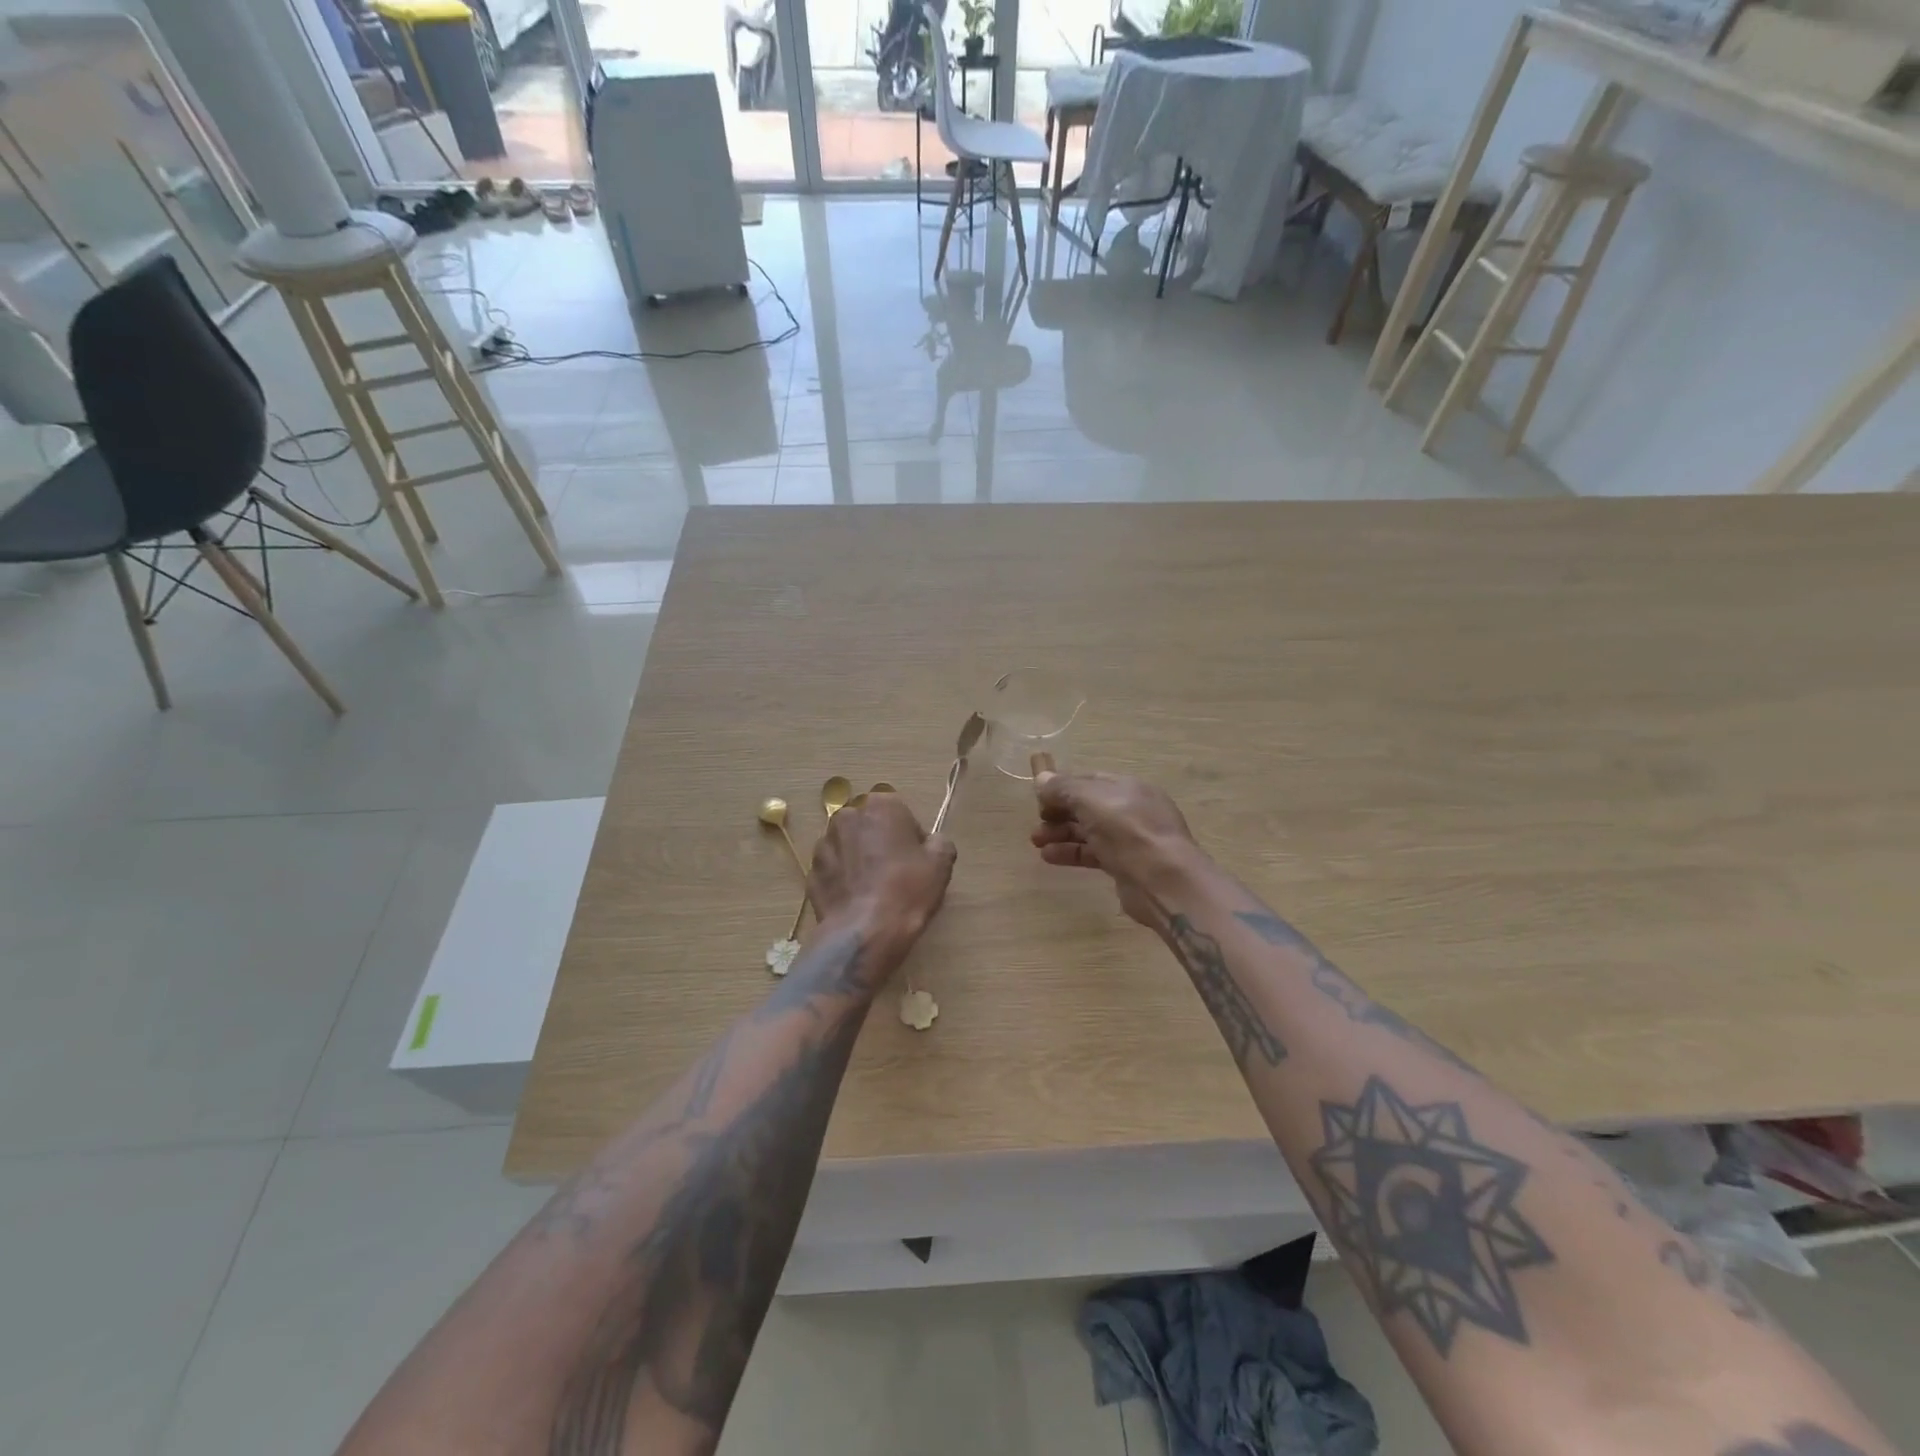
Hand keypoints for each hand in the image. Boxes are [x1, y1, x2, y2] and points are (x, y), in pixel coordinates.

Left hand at [809, 792, 956, 942]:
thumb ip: (939, 842)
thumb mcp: (941, 863)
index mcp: (880, 805)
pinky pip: (833, 871)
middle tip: (896, 874)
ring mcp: (824, 844)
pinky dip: (843, 880)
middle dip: (881, 843)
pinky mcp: (811, 872)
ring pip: (848, 847)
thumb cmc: (907, 889)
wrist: (864, 931)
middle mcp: (847, 816)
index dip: (911, 837)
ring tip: (874, 890)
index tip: (917, 860)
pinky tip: (857, 901)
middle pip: (871, 827)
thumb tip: (931, 842)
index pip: (901, 813)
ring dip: (859, 860)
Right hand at [1030, 771, 1204, 925]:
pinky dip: (1071, 853)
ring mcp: (1130, 839)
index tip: (1039, 800)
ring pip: (1089, 831)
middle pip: (1088, 807)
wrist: (1164, 880)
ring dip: (1061, 834)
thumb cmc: (1128, 830)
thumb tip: (1041, 779)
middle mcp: (1131, 809)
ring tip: (1036, 842)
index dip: (1062, 787)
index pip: (1089, 780)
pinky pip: (1093, 854)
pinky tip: (1049, 857)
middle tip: (1036, 824)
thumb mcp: (1091, 800)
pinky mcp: (1126, 866)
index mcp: (1127, 787)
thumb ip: (1064, 788)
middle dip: (1059, 813)